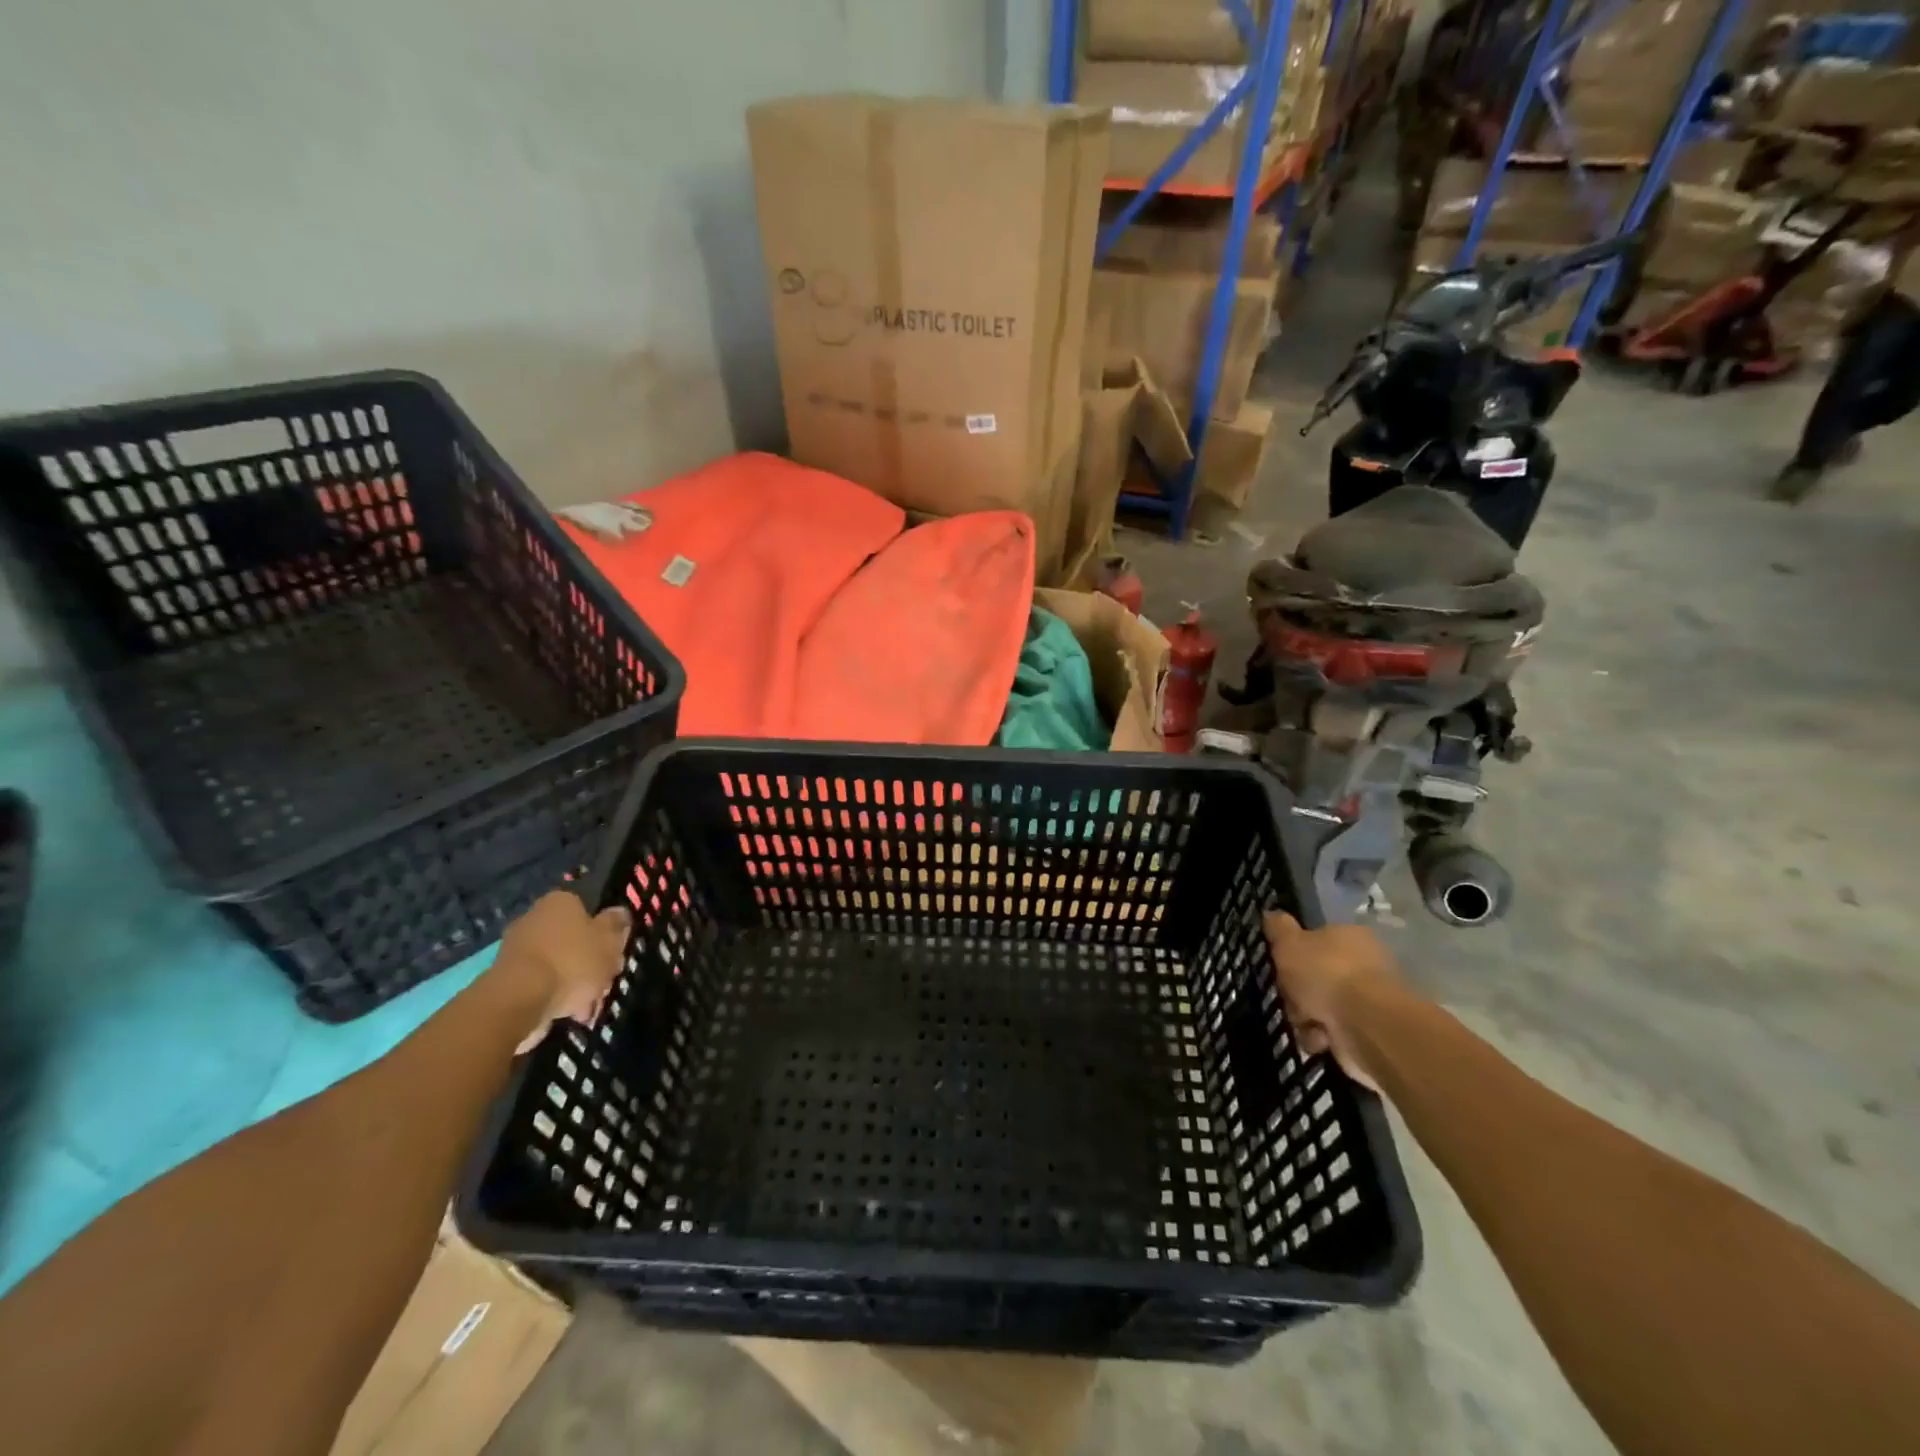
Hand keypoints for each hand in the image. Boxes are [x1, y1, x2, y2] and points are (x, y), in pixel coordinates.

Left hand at [496, 891, 632, 1052]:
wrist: (519, 1001)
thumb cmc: (572, 962)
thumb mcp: (609, 941)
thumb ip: (617, 925)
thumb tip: (619, 913)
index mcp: (560, 902)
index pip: (588, 910)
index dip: (605, 933)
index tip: (614, 954)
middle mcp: (534, 919)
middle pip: (573, 940)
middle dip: (590, 963)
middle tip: (605, 984)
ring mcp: (517, 950)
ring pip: (559, 965)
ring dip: (575, 984)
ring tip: (588, 1008)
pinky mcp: (506, 979)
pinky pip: (541, 984)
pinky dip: (555, 998)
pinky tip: (569, 1015)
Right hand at [1263, 912, 1404, 1091]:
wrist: (1366, 1025)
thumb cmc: (1325, 974)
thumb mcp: (1289, 942)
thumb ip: (1278, 928)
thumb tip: (1271, 914)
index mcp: (1349, 937)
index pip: (1315, 941)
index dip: (1294, 956)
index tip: (1281, 968)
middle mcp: (1363, 964)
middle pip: (1315, 977)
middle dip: (1297, 992)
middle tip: (1289, 998)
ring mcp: (1368, 1000)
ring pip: (1320, 1006)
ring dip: (1305, 1018)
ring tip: (1305, 1024)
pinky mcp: (1370, 1031)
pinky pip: (1333, 1032)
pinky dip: (1321, 1037)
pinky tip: (1319, 1040)